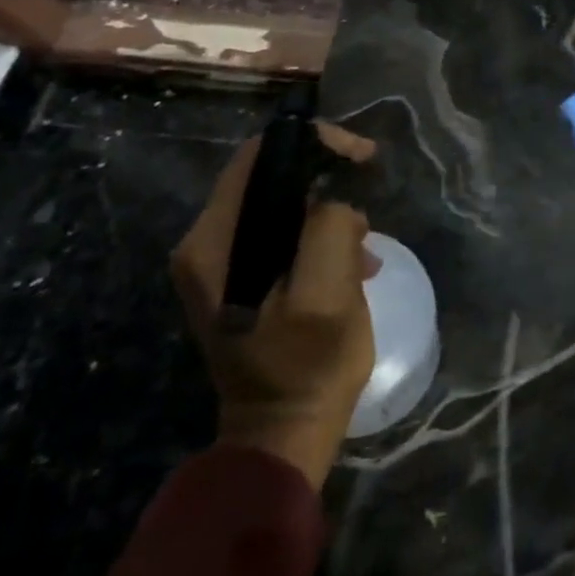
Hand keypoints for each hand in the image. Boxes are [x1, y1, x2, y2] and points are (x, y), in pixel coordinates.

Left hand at [170, 123, 379, 486]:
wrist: (282, 432)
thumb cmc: (307, 365)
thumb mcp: (327, 296)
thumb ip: (328, 231)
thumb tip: (334, 202)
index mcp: (214, 243)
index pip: (259, 157)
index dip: (314, 143)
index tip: (362, 156)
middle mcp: (205, 244)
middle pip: (269, 176)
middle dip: (325, 178)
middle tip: (369, 193)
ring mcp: (220, 262)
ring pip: (281, 203)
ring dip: (327, 214)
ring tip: (363, 247)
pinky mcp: (239, 277)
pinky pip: (282, 232)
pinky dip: (319, 236)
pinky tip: (350, 263)